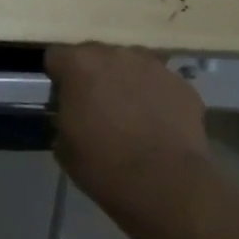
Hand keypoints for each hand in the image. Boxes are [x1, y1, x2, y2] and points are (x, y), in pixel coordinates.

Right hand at [47, 44, 208, 208]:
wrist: (166, 185)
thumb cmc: (104, 165)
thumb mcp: (63, 145)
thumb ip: (63, 116)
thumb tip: (72, 114)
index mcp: (79, 64)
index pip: (56, 56)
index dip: (58, 77)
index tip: (63, 98)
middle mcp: (115, 54)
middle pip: (96, 55)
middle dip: (93, 75)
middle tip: (97, 106)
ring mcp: (152, 65)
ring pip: (131, 64)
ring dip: (126, 81)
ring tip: (131, 114)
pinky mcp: (182, 84)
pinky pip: (160, 83)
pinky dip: (156, 97)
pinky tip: (158, 124)